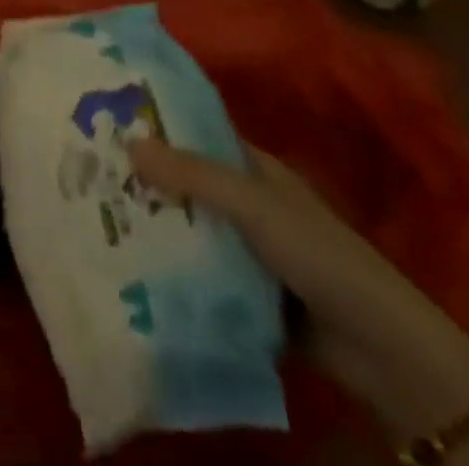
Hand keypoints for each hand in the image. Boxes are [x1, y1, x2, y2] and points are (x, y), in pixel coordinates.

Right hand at [129, 140, 468, 440]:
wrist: (380, 349)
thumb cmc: (318, 254)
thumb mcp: (254, 206)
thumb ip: (194, 175)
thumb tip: (129, 141)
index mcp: (253, 169)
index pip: (197, 135)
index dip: (158, 125)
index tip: (108, 119)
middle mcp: (247, 203)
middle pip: (188, 184)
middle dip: (147, 180)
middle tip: (88, 172)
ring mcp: (247, 251)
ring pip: (190, 230)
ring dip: (156, 228)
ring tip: (96, 220)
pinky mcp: (245, 294)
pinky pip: (200, 275)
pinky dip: (173, 272)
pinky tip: (131, 271)